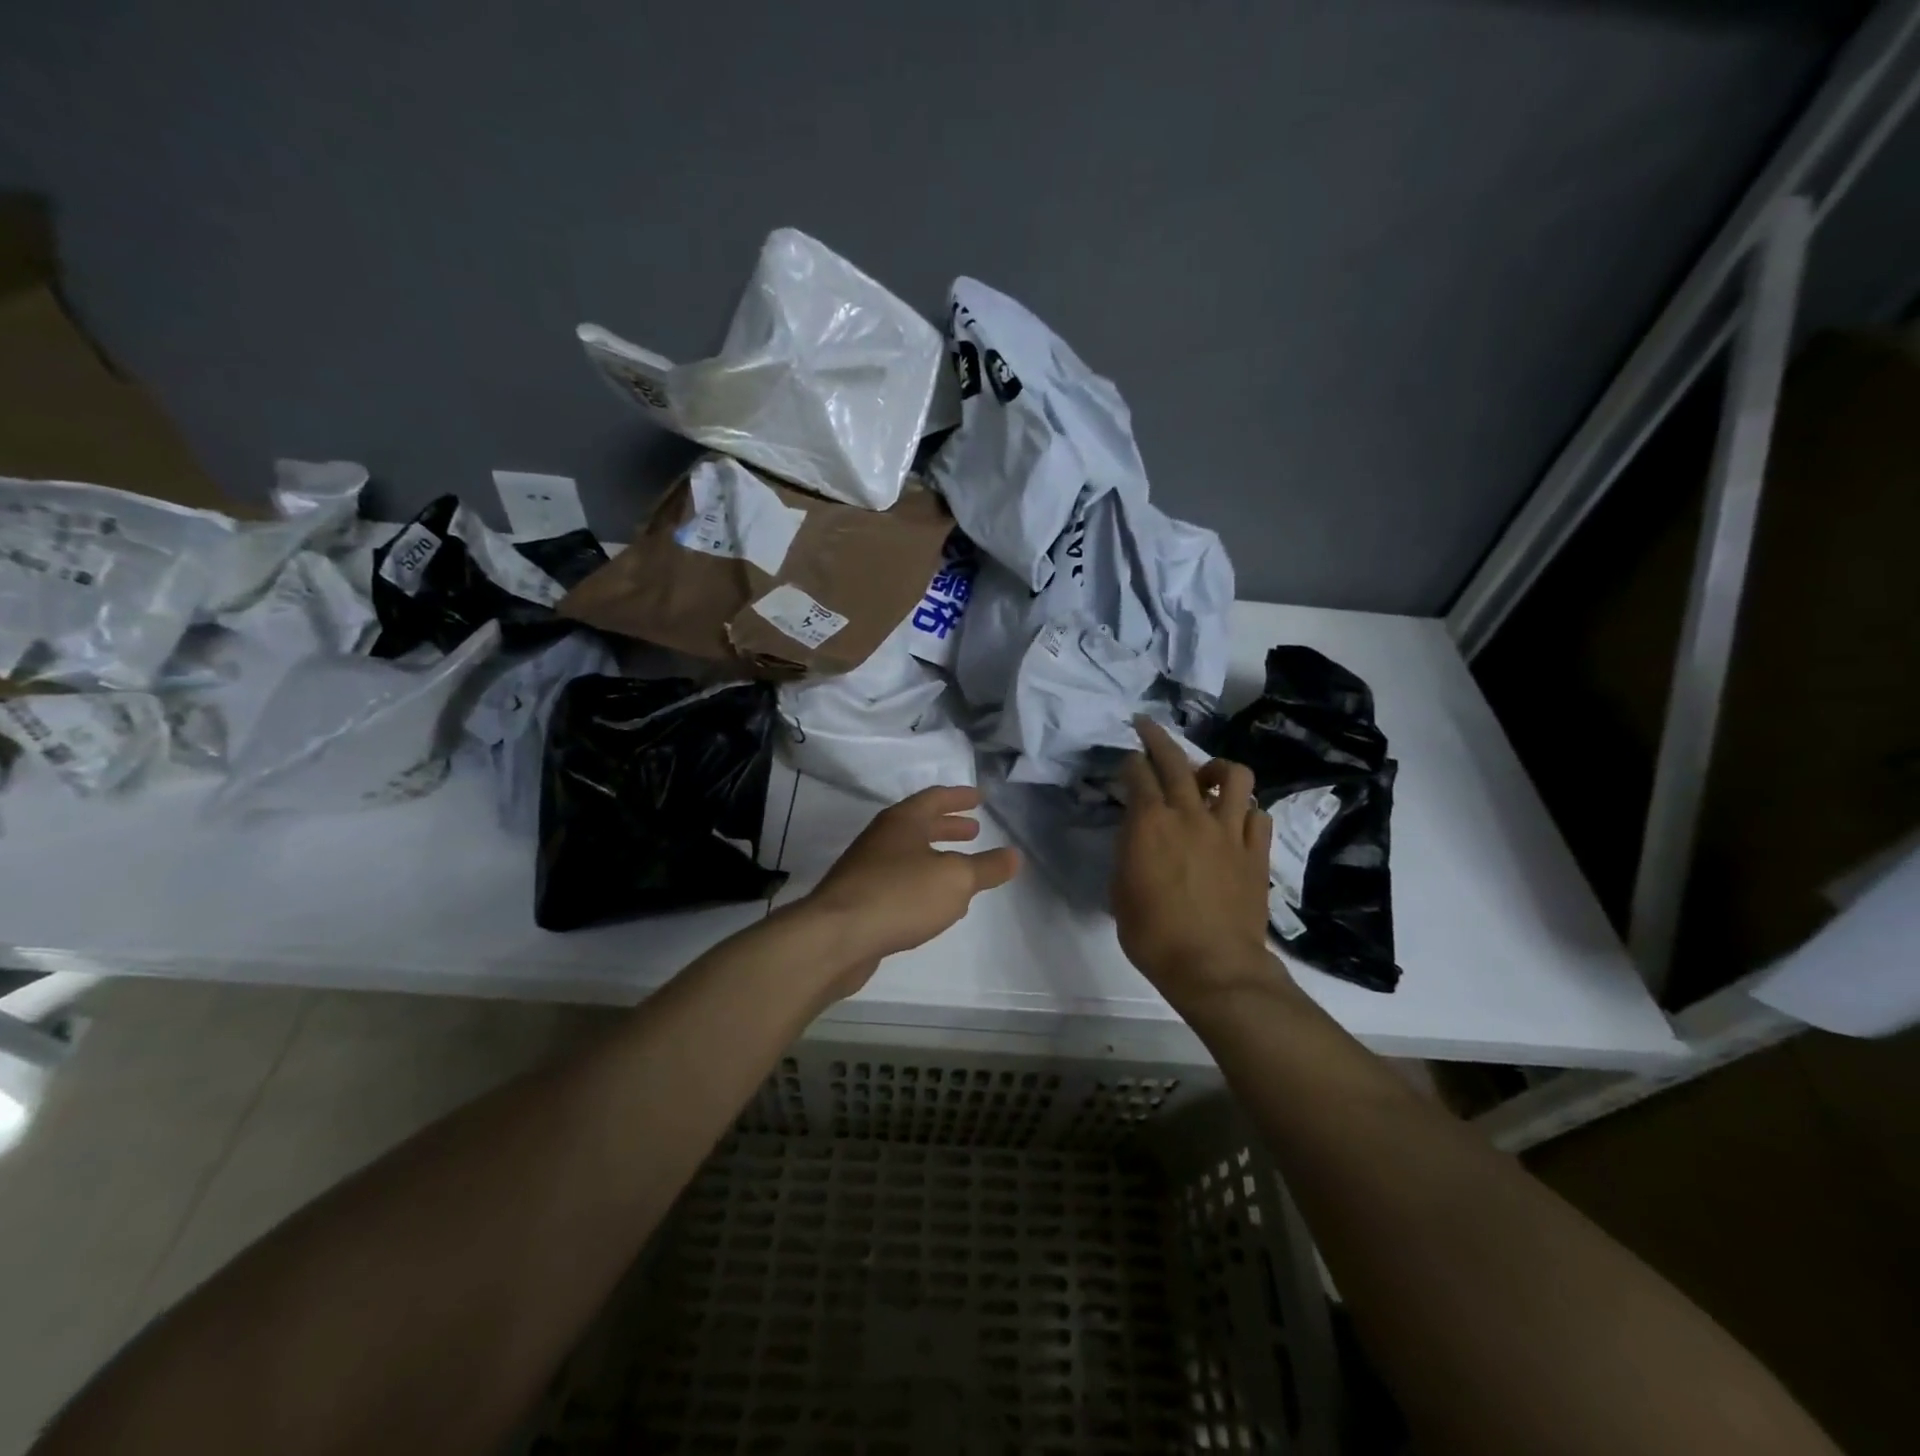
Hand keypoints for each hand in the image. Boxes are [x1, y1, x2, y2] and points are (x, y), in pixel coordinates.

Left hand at [796, 785, 1018, 997]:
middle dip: (947, 826)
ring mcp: (866, 868)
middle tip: (973, 830)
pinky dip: (921, 883)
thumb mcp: (956, 879)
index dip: (959, 797)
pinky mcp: (859, 899)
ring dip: (935, 856)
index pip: (934, 798)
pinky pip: (898, 882)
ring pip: (908, 854)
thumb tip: (1015, 855)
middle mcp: (882, 838)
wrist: (836, 937)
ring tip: (960, 867)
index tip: (979, 797)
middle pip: (919, 825)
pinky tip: (934, 904)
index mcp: (903, 822)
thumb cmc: (900, 896)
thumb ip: (987, 867)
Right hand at [1112, 717, 1293, 1006]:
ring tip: (1207, 777)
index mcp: (1149, 823)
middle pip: (1176, 760)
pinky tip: (1234, 820)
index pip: (1138, 773)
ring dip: (1216, 768)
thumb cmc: (1153, 934)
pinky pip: (1256, 814)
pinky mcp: (1255, 850)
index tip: (1125, 760)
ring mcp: (1228, 830)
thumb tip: (1137, 838)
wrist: (1212, 966)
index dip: (1129, 761)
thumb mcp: (1120, 891)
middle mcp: (1190, 814)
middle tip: (1147, 726)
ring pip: (1233, 776)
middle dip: (1158, 737)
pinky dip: (1244, 810)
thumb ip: (1128, 853)